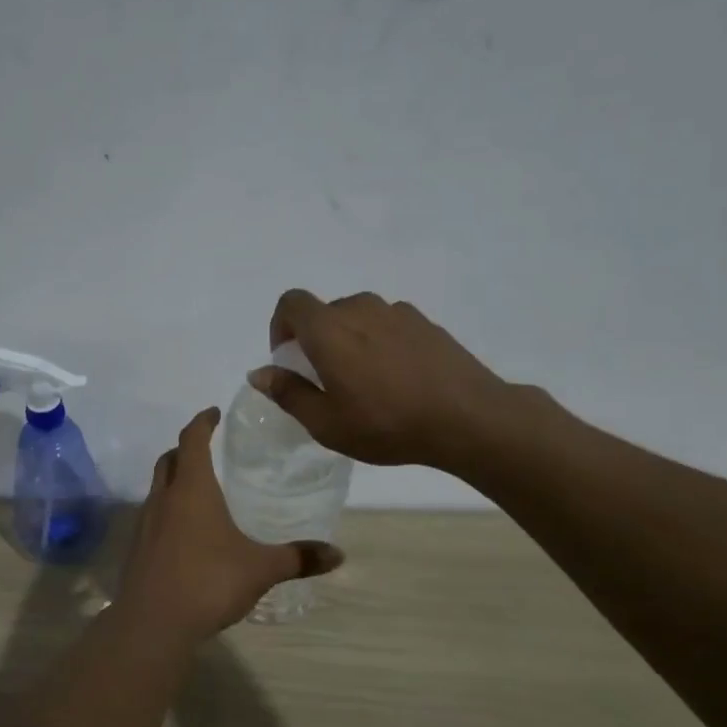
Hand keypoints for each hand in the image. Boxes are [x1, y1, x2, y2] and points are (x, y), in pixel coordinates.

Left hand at [116, 408, 342, 635]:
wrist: (153, 624)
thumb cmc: (208, 582)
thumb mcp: (260, 569)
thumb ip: (297, 558)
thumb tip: (338, 554)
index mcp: (192, 490)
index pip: (192, 440)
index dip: (202, 422)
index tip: (213, 412)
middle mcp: (164, 499)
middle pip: (168, 460)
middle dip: (185, 448)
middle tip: (205, 449)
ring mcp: (145, 524)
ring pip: (157, 488)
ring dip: (174, 481)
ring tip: (198, 491)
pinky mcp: (136, 550)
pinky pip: (152, 517)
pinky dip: (167, 511)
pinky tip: (185, 533)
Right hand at [252, 290, 530, 471]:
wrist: (467, 418)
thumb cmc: (386, 424)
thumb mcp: (326, 423)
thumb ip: (288, 393)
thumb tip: (259, 373)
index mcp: (329, 329)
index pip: (291, 302)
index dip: (280, 326)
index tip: (288, 358)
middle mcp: (360, 309)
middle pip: (325, 312)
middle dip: (315, 339)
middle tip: (326, 381)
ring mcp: (397, 312)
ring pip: (358, 317)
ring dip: (349, 340)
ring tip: (365, 381)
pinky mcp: (425, 323)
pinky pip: (388, 324)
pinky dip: (380, 342)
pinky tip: (398, 379)